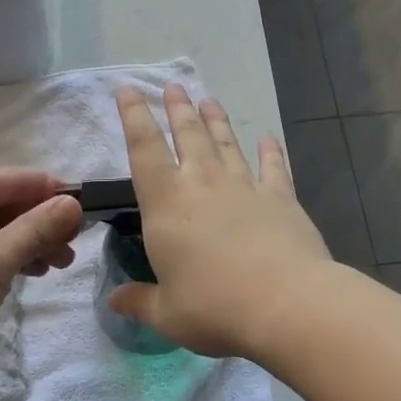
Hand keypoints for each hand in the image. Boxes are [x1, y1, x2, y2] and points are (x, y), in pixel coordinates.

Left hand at [0, 166, 83, 388]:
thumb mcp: (0, 257)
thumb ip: (41, 226)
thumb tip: (74, 203)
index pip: (15, 178)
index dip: (54, 194)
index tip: (88, 212)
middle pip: (0, 201)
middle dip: (39, 226)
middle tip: (71, 251)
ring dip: (21, 243)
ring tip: (54, 267)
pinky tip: (21, 273)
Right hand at [110, 85, 332, 357]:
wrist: (286, 303)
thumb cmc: (215, 307)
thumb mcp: (167, 313)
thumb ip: (139, 301)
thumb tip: (114, 300)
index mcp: (167, 203)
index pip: (143, 148)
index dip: (133, 116)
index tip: (128, 90)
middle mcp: (204, 183)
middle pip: (188, 134)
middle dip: (178, 108)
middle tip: (173, 87)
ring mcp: (245, 186)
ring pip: (226, 143)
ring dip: (216, 120)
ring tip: (209, 100)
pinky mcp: (281, 197)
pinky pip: (273, 166)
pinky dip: (270, 151)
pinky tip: (268, 138)